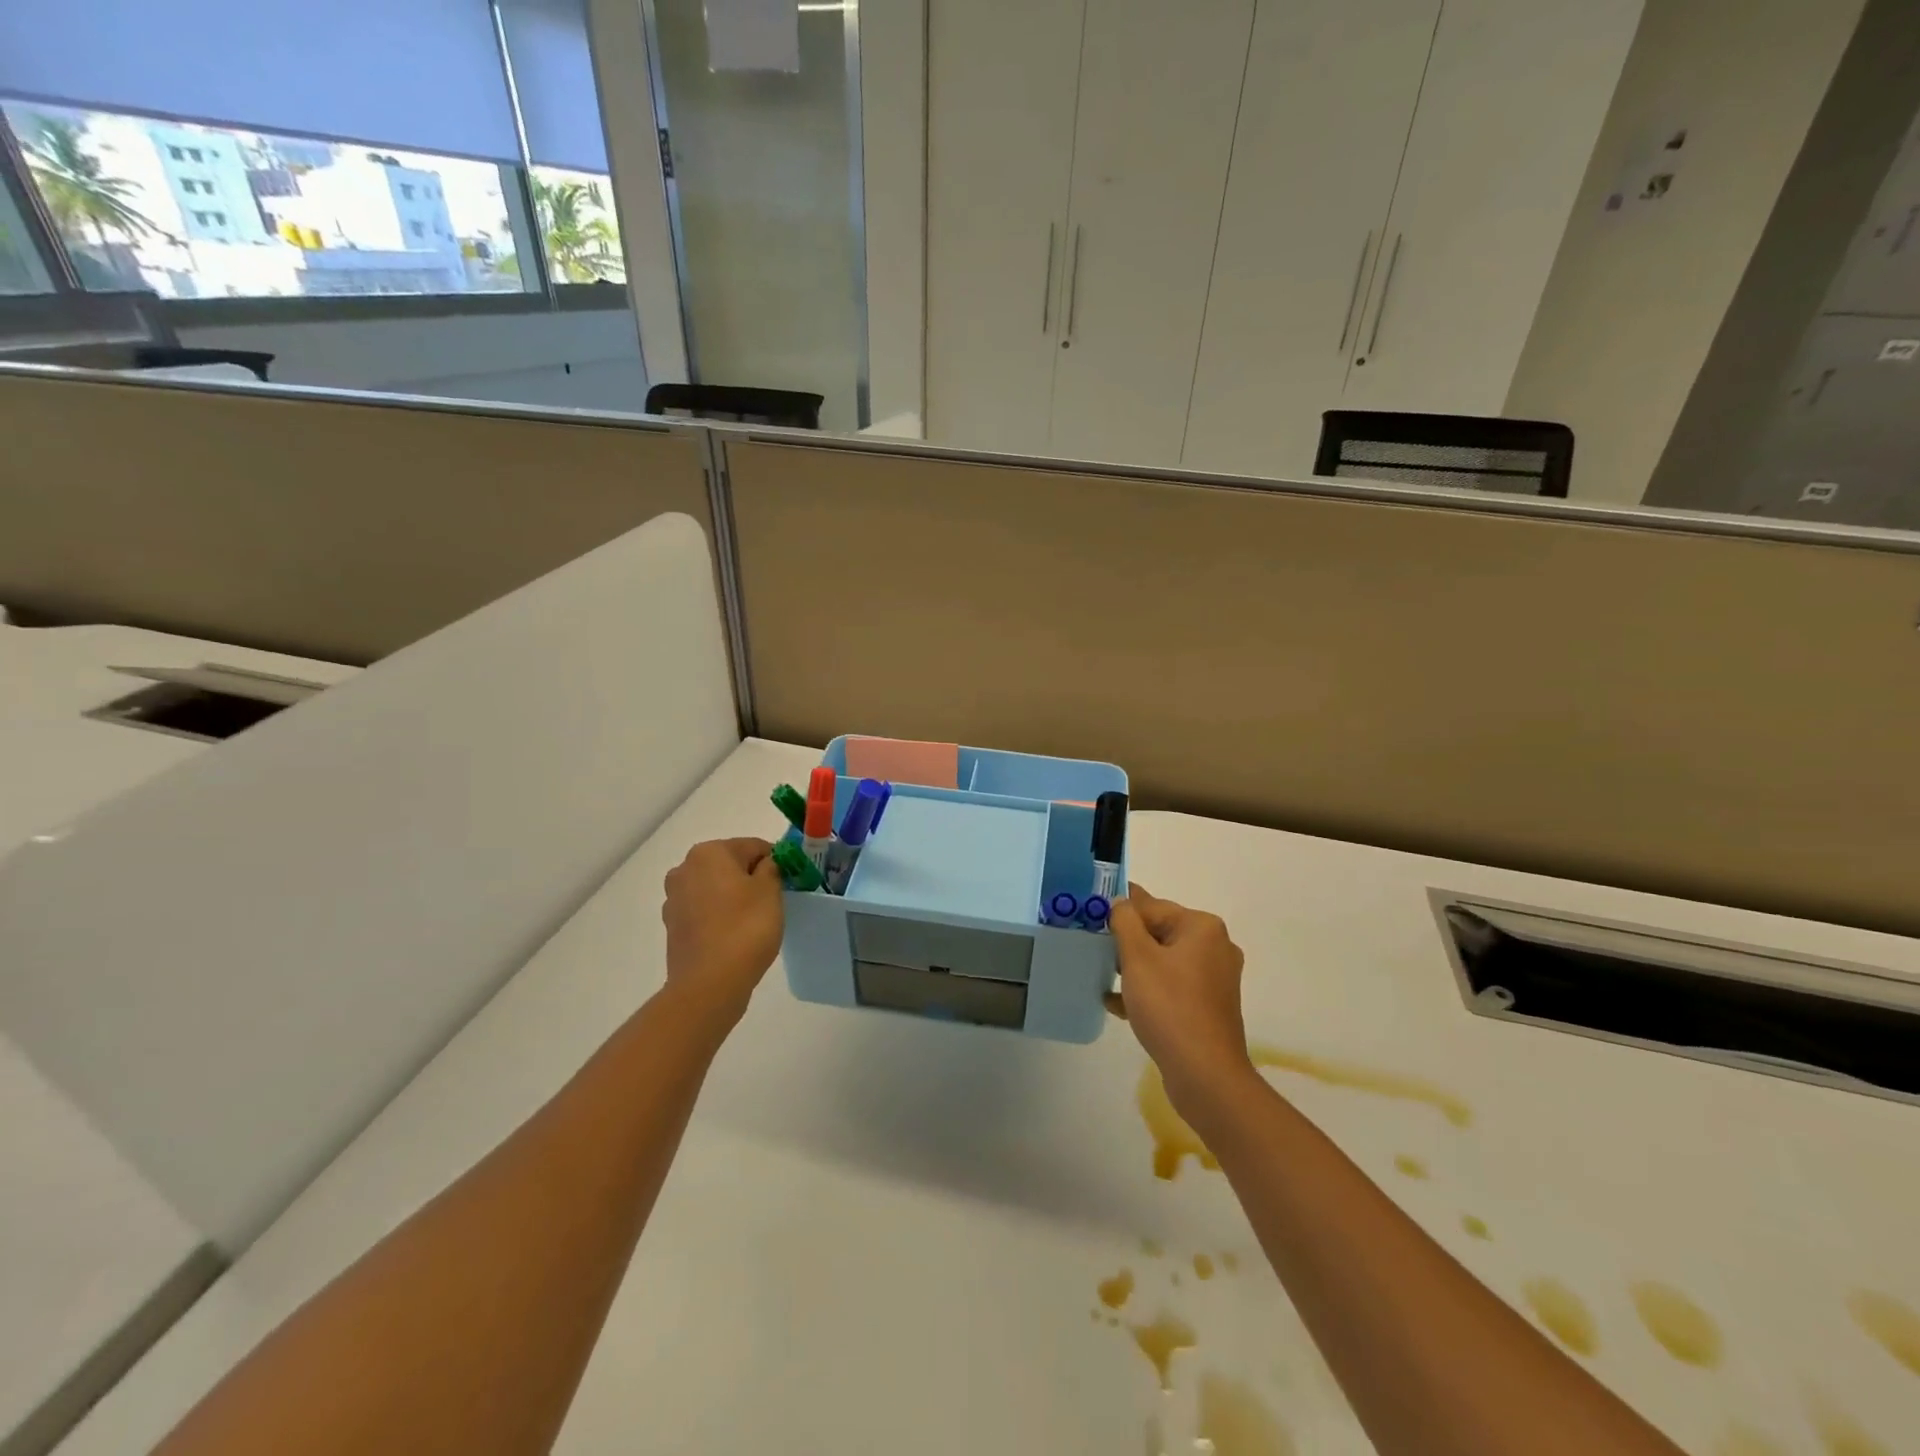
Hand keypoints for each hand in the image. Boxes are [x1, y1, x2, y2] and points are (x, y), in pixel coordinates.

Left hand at [660, 838, 784, 1027]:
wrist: (709, 984)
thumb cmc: (745, 928)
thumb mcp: (771, 891)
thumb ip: (772, 868)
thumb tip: (766, 864)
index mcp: (709, 852)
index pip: (753, 846)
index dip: (775, 861)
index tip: (789, 881)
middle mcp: (685, 869)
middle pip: (730, 865)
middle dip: (751, 878)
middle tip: (773, 901)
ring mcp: (674, 898)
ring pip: (715, 888)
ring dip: (734, 897)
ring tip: (754, 921)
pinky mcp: (673, 926)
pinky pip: (704, 911)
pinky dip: (720, 916)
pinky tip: (735, 935)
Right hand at [1108, 884, 1254, 1108]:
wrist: (1205, 1074)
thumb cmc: (1169, 1006)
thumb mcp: (1138, 957)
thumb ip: (1124, 921)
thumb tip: (1120, 902)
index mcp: (1202, 927)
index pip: (1151, 906)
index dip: (1119, 909)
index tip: (1091, 911)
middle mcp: (1214, 947)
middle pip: (1159, 932)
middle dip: (1126, 941)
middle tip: (1093, 946)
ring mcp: (1214, 979)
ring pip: (1163, 961)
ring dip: (1133, 967)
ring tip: (1102, 975)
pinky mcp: (1208, 1006)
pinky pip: (1171, 986)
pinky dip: (1147, 989)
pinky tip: (1116, 1003)